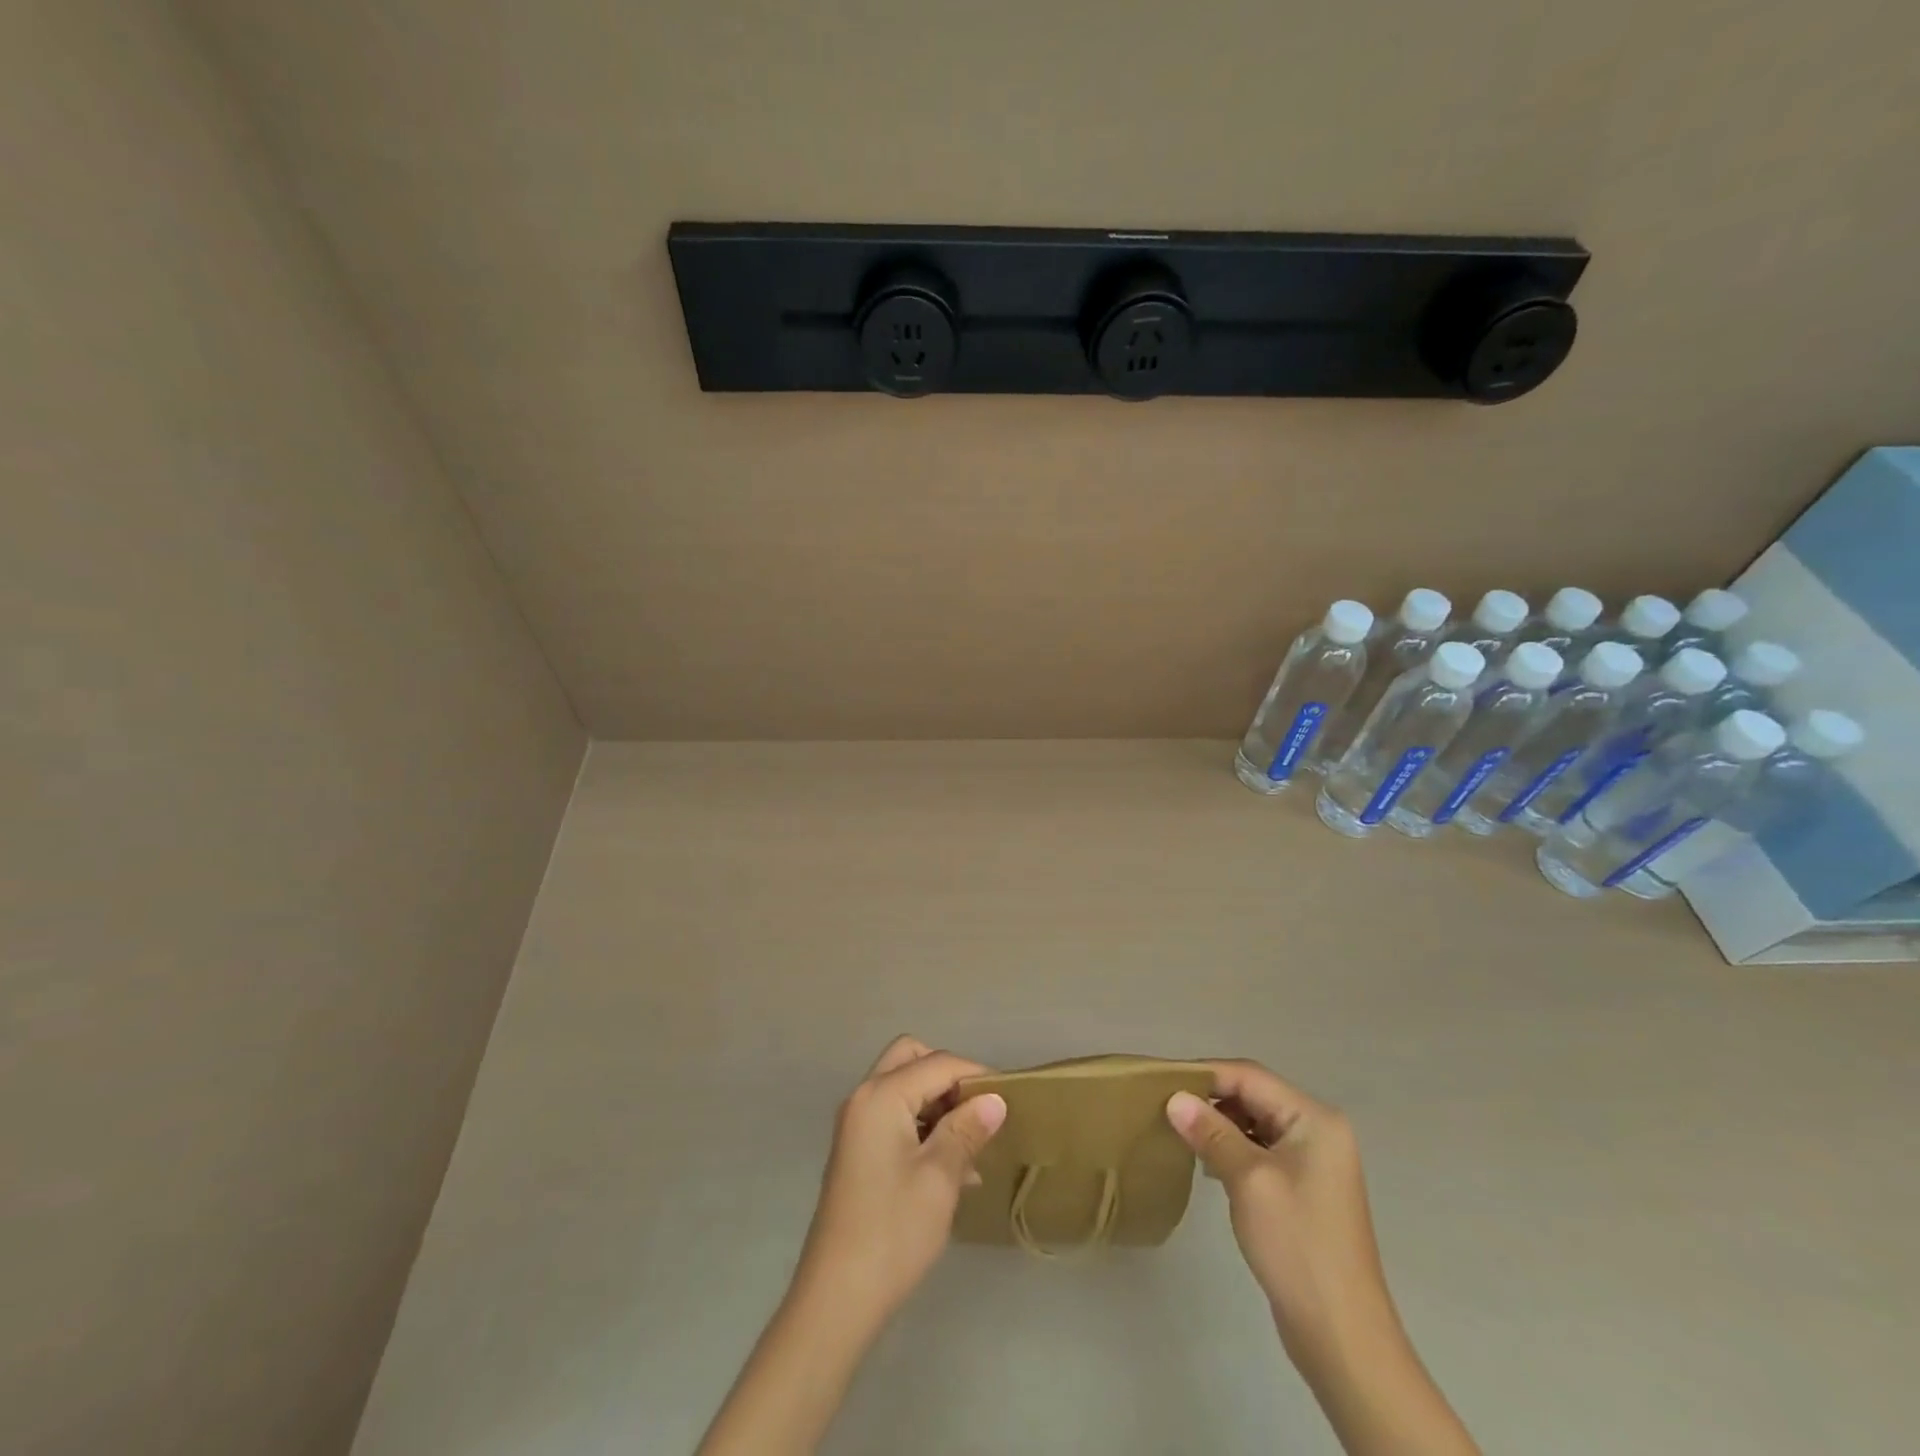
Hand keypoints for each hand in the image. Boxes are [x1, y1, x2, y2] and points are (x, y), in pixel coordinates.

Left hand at [794, 1036, 1006, 1322]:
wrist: (836, 1299)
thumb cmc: (893, 1232)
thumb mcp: (940, 1178)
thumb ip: (967, 1130)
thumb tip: (995, 1098)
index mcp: (881, 1095)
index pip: (938, 1063)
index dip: (976, 1075)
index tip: (1010, 1096)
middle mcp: (864, 1097)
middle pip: (912, 1059)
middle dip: (948, 1075)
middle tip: (979, 1110)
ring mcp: (857, 1124)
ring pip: (904, 1087)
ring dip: (938, 1103)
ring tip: (973, 1144)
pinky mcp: (858, 1150)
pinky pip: (896, 1115)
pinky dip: (923, 1125)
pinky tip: (953, 1167)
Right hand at [1167, 1061, 1391, 1368]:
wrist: (1341, 1335)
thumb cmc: (1297, 1245)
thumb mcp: (1248, 1180)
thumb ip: (1211, 1132)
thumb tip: (1174, 1098)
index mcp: (1315, 1119)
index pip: (1250, 1076)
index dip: (1205, 1073)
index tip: (1161, 1079)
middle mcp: (1318, 1131)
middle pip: (1254, 1095)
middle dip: (1210, 1098)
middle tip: (1165, 1106)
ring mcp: (1313, 1162)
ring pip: (1255, 1123)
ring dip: (1219, 1124)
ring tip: (1180, 1132)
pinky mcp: (1303, 1189)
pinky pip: (1261, 1150)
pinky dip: (1232, 1149)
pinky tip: (1207, 1163)